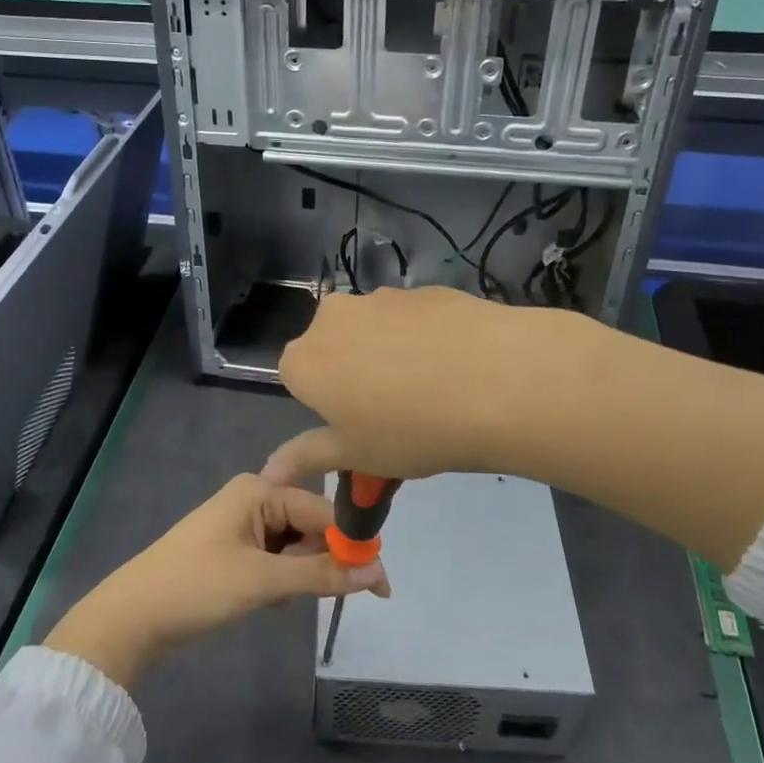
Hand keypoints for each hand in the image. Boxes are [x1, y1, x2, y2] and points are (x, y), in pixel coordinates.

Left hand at [43, 474, 389, 688]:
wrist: (130, 618)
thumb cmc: (196, 587)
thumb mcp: (262, 581)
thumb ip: (321, 574)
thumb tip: (376, 572)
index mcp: (259, 490)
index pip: (323, 511)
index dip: (352, 546)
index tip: (380, 586)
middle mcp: (253, 498)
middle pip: (310, 526)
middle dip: (319, 561)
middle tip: (310, 597)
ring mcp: (241, 524)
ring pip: (294, 546)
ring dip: (297, 575)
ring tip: (276, 600)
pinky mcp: (233, 549)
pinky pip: (275, 558)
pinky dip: (279, 580)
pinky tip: (264, 600)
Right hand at [264, 286, 566, 487]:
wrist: (495, 381)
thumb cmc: (411, 430)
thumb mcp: (356, 455)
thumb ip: (307, 457)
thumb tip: (267, 473)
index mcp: (305, 359)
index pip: (296, 377)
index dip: (325, 403)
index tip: (358, 424)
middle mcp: (333, 317)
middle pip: (333, 346)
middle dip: (352, 372)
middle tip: (393, 410)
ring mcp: (381, 297)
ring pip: (373, 329)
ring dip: (388, 353)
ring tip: (432, 388)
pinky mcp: (424, 289)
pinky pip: (412, 319)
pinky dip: (424, 337)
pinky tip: (456, 365)